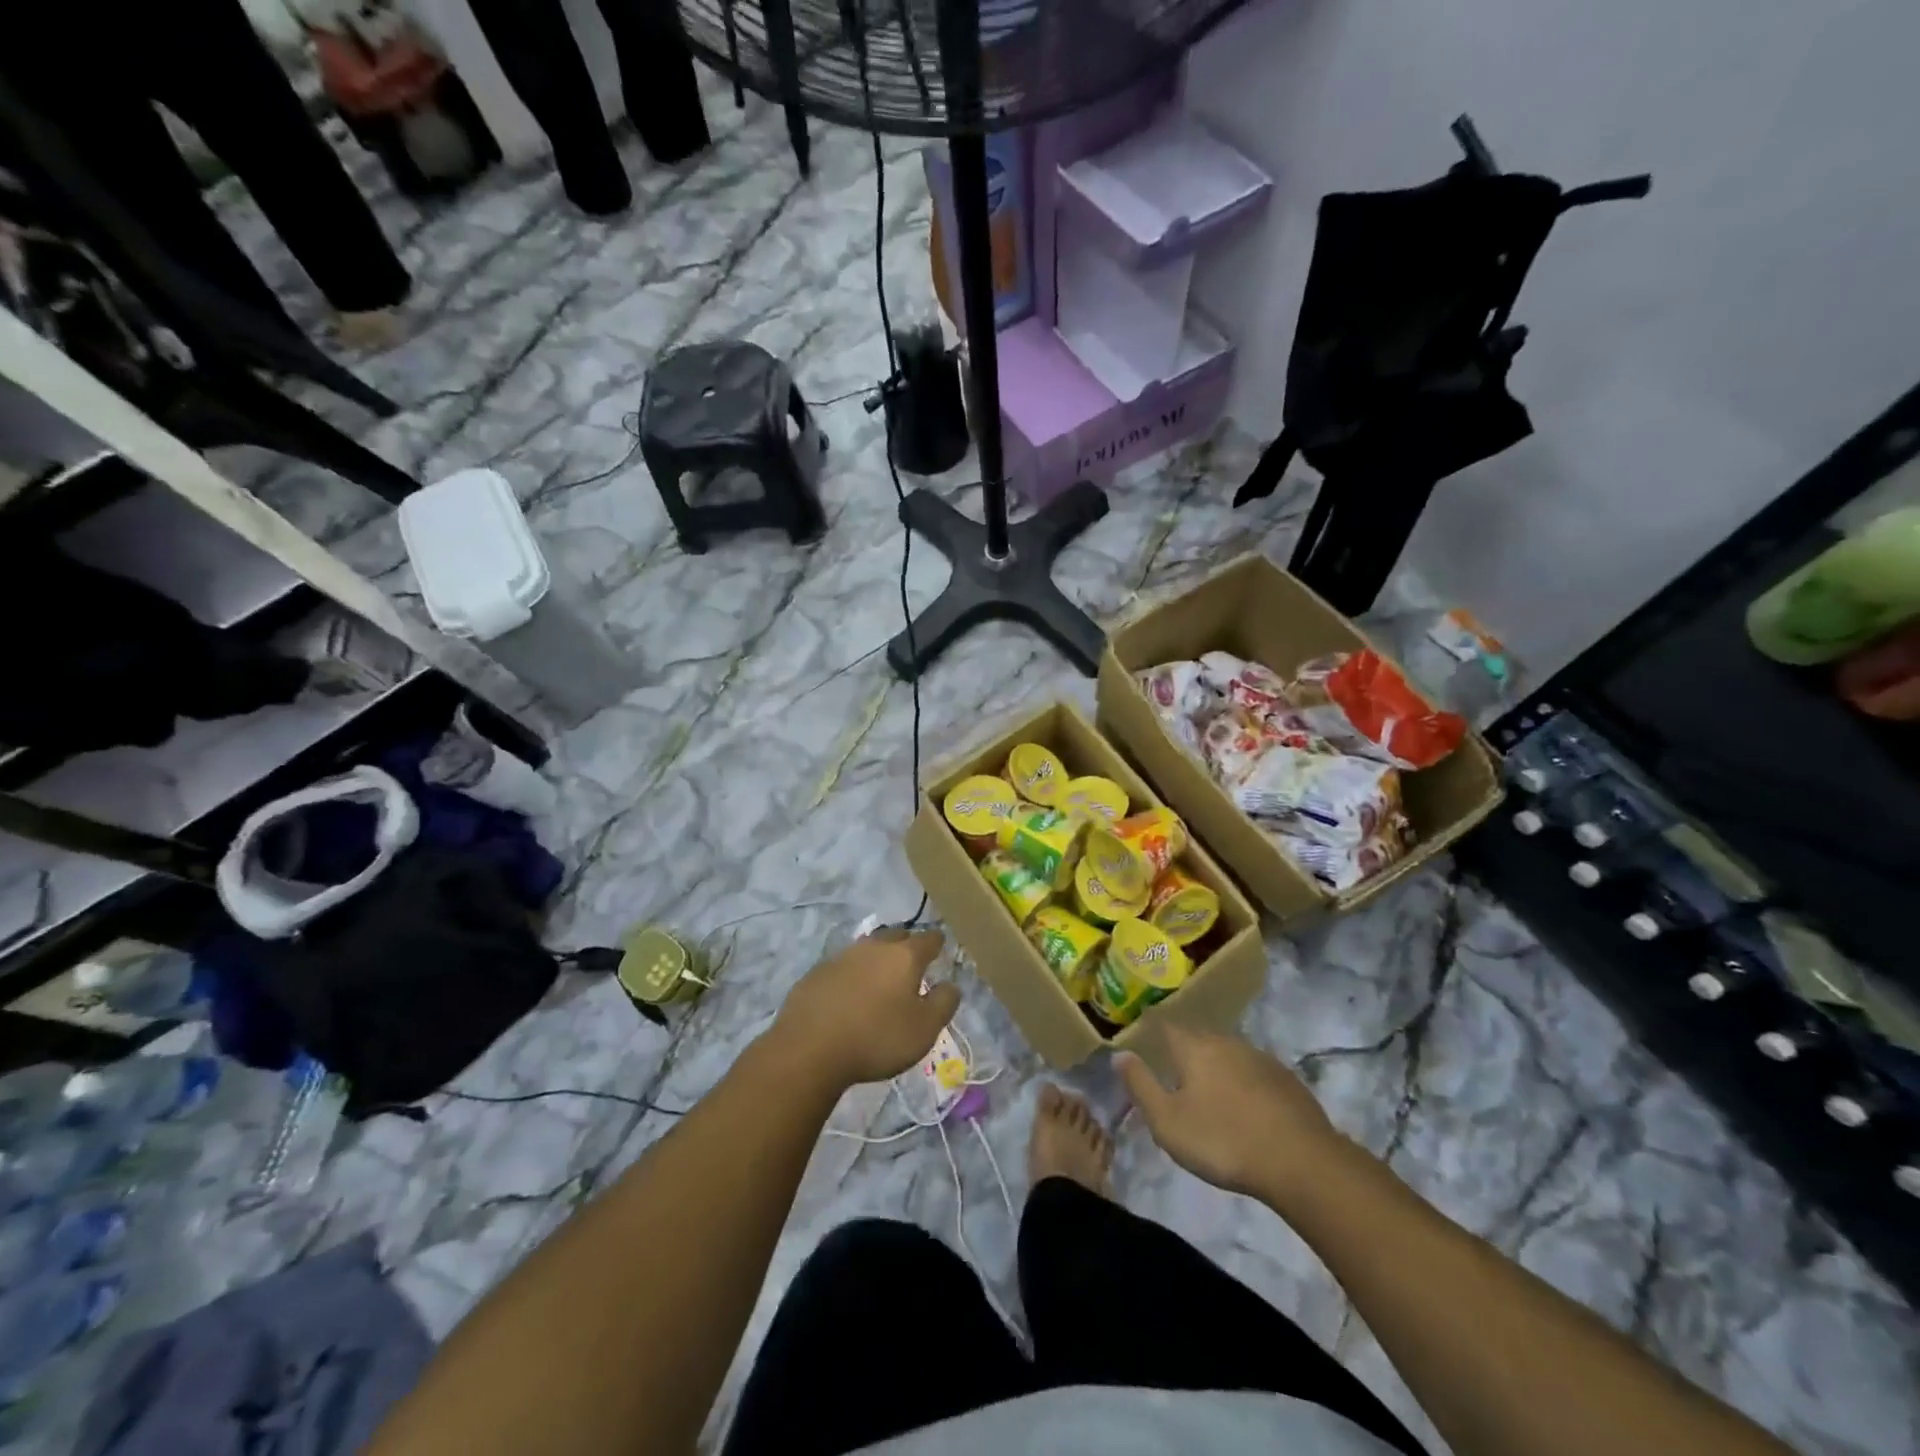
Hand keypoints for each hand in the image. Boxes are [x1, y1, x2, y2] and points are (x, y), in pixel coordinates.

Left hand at [773, 929, 959, 1089]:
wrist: (809, 1049)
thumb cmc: (876, 1038)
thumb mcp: (924, 1029)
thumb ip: (944, 1003)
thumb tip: (951, 984)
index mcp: (904, 956)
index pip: (929, 939)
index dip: (938, 943)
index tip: (941, 949)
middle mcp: (873, 947)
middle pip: (896, 937)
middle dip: (907, 945)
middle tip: (912, 963)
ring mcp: (841, 957)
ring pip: (867, 950)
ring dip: (877, 960)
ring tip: (881, 979)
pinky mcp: (816, 973)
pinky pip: (842, 967)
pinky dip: (852, 975)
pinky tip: (849, 995)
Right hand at [1117, 1024, 1349, 1204]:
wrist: (1301, 1162)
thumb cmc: (1223, 1140)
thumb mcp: (1167, 1122)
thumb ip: (1140, 1085)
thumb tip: (1120, 1054)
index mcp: (1193, 1047)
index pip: (1165, 1026)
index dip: (1152, 1032)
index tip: (1144, 1042)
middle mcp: (1226, 1041)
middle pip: (1198, 1038)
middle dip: (1185, 1053)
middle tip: (1175, 1076)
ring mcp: (1260, 1058)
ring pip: (1228, 1054)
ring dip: (1216, 1069)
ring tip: (1210, 1095)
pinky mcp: (1287, 1080)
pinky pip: (1254, 1073)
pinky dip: (1244, 1085)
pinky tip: (1246, 1109)